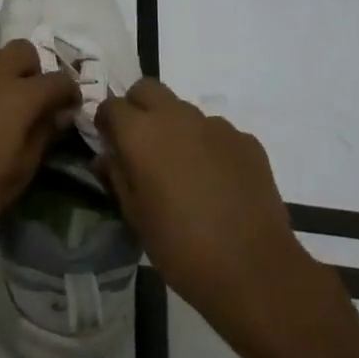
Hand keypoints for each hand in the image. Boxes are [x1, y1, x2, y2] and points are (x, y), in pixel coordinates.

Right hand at [95, 80, 338, 337]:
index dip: (106, 122)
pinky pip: (217, 132)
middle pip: (147, 89)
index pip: (111, 105)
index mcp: (141, 133)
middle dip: (138, 108)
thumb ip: (117, 177)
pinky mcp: (246, 140)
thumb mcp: (135, 216)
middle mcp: (176, 117)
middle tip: (141, 145)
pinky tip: (216, 182)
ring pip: (184, 110)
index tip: (109, 144)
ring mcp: (215, 125)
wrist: (252, 268)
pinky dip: (208, 146)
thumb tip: (106, 157)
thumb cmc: (180, 247)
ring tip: (183, 170)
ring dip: (175, 128)